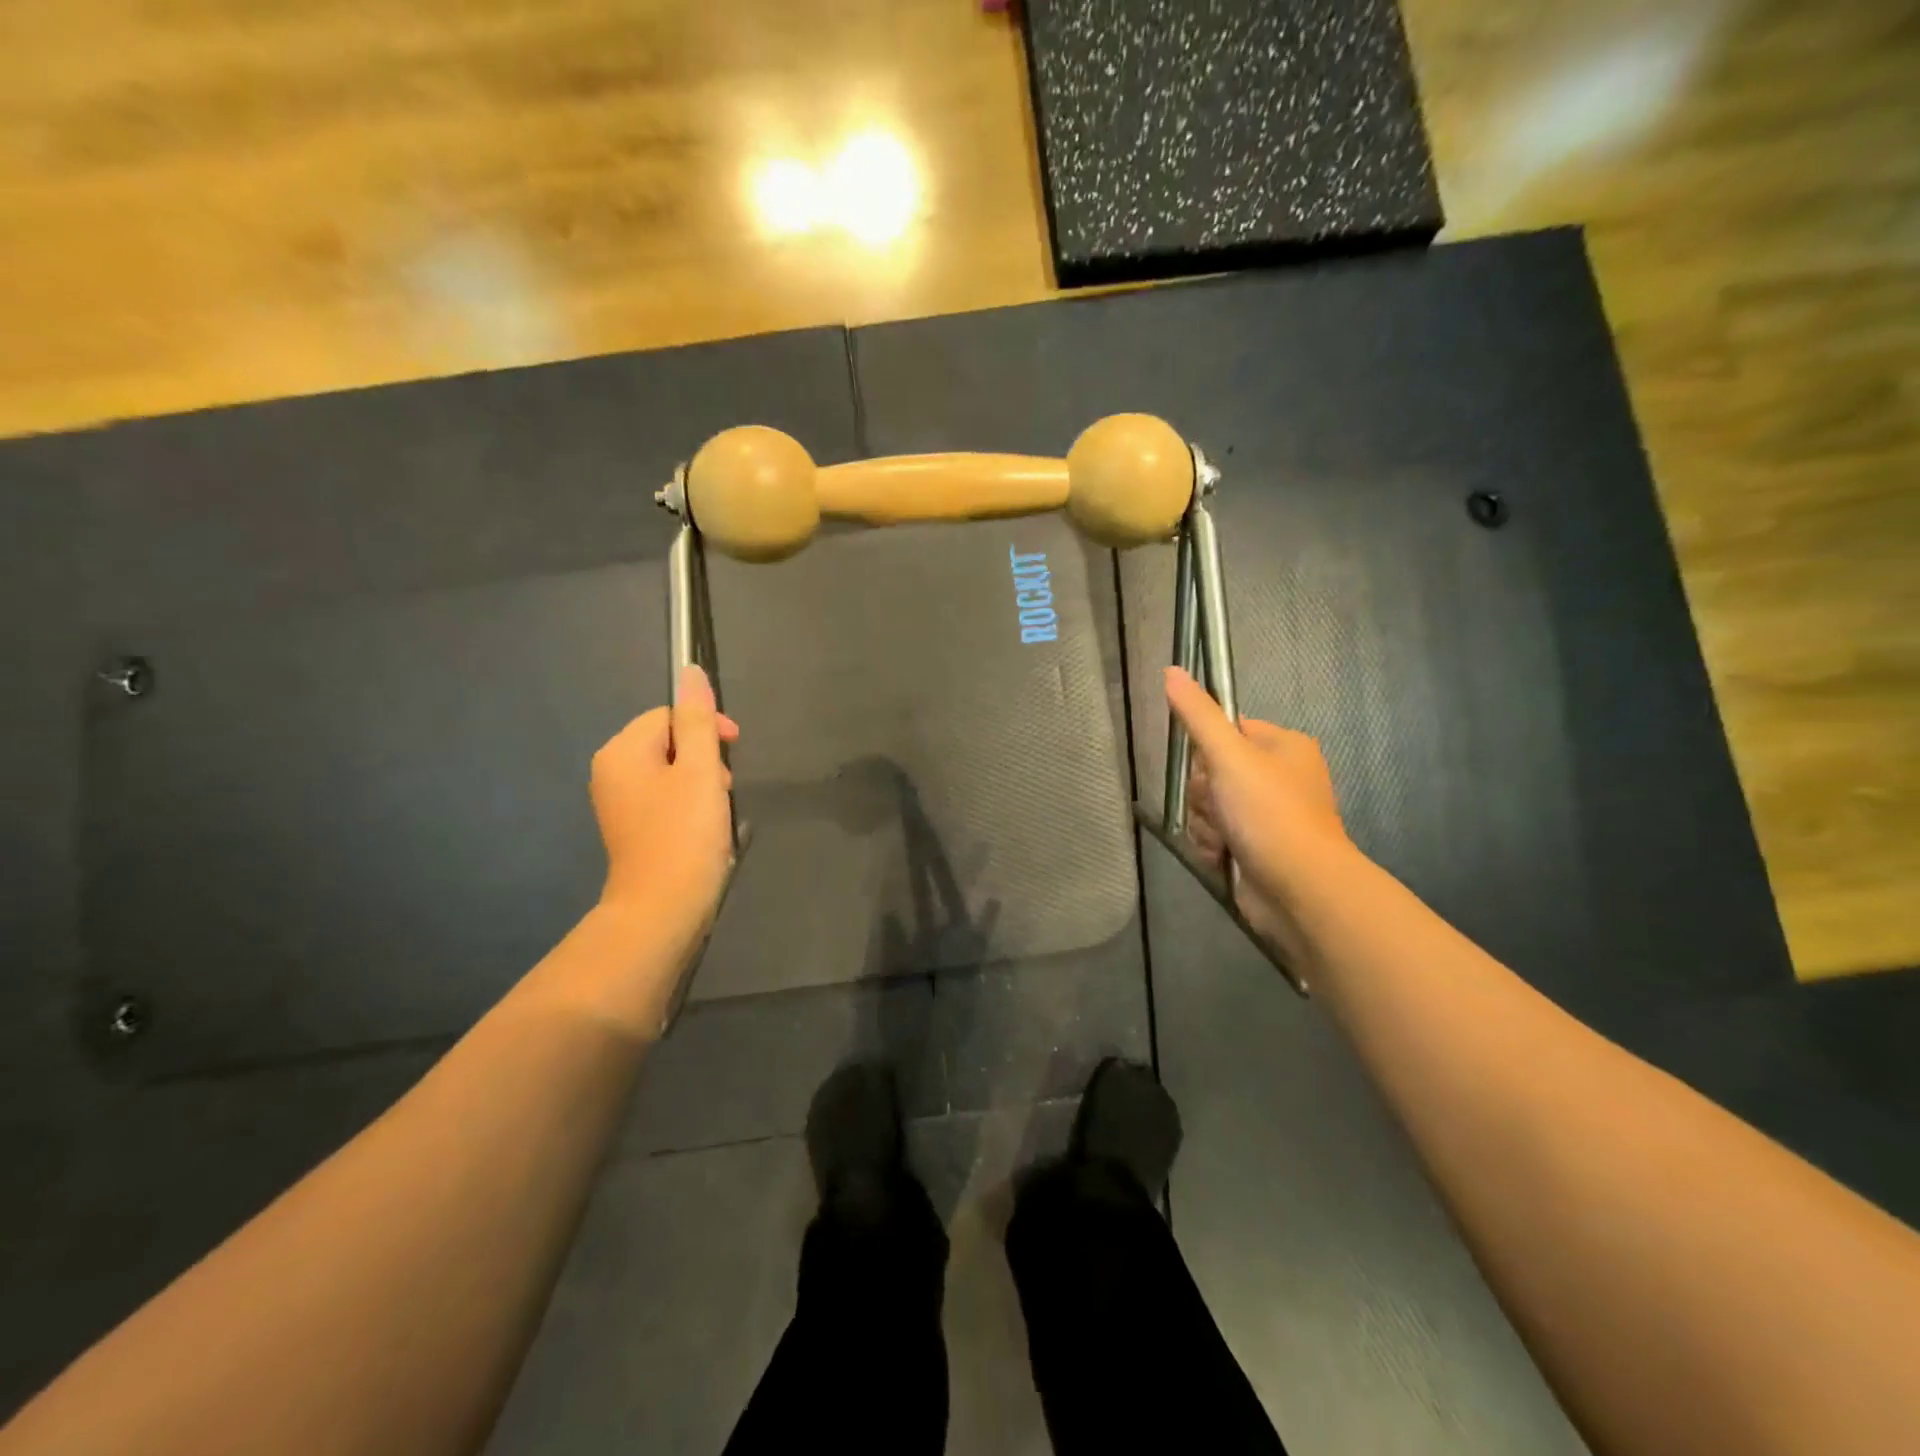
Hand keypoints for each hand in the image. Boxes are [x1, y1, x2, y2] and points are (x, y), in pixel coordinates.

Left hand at [591, 665, 740, 958]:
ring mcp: (618, 803)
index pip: (668, 715)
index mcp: (621, 752)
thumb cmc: (684, 835)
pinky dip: (689, 805)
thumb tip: (690, 672)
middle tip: (725, 787)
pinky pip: (664, 798)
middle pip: (667, 742)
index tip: (734, 751)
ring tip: (718, 811)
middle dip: (703, 757)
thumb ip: (697, 720)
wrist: (661, 911)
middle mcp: (611, 772)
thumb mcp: (699, 770)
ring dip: (700, 782)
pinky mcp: (631, 829)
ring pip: (669, 771)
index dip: (706, 727)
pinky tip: (705, 827)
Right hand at [1163, 666, 1352, 952]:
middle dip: (1204, 795)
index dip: (1207, 750)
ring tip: (1225, 839)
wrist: (1300, 889)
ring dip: (1205, 824)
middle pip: (1210, 772)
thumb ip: (1197, 714)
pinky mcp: (1256, 848)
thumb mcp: (1229, 755)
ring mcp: (1267, 815)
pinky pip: (1215, 835)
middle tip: (1220, 807)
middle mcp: (1278, 777)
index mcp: (1283, 746)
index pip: (1224, 730)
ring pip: (1207, 807)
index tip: (1210, 768)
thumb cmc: (1269, 813)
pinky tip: (1223, 857)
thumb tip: (1171, 669)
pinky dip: (1213, 846)